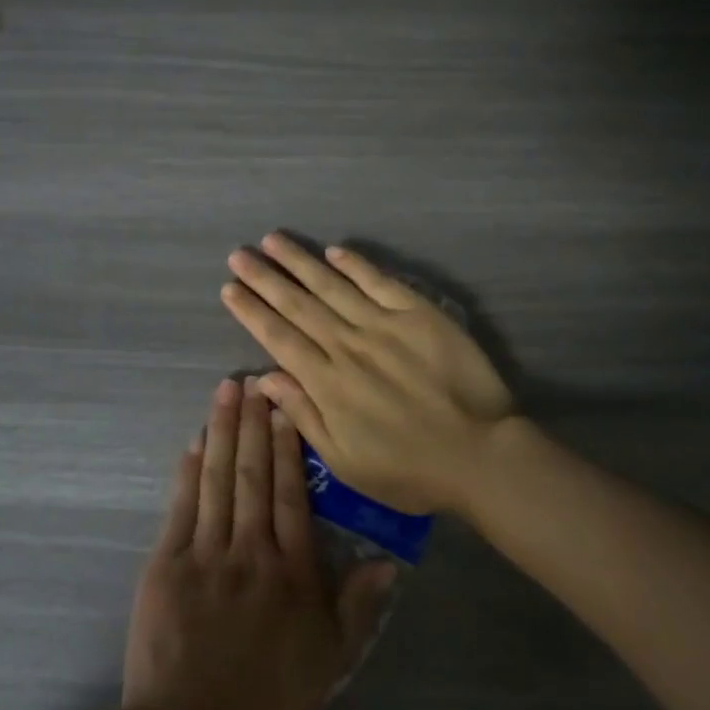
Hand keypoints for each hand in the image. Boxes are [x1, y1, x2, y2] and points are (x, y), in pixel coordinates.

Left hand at [121, 379, 395, 709]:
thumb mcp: (327, 667)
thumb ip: (354, 609)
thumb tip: (387, 562)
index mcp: (291, 574)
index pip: (293, 497)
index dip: (290, 449)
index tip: (287, 409)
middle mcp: (251, 551)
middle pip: (254, 476)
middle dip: (254, 425)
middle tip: (254, 380)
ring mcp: (205, 554)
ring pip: (218, 480)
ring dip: (223, 432)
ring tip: (226, 392)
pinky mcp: (166, 566)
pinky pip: (181, 507)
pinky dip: (189, 471)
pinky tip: (195, 442)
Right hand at [220, 233, 515, 515]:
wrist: (480, 454)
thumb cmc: (409, 469)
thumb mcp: (345, 462)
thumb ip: (303, 416)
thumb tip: (264, 378)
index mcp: (327, 383)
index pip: (279, 338)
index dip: (251, 312)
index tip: (229, 289)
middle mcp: (348, 345)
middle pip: (298, 305)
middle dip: (264, 278)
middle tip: (238, 255)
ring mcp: (383, 325)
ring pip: (331, 285)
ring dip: (300, 261)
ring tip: (272, 240)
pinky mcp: (418, 314)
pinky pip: (379, 282)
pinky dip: (355, 265)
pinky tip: (334, 250)